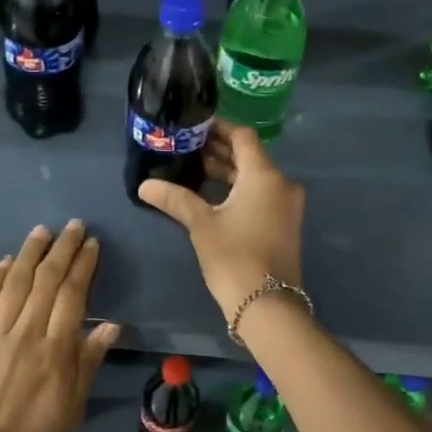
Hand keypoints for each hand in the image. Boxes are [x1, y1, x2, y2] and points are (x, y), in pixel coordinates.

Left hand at [0, 220, 119, 431]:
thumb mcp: (71, 409)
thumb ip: (88, 363)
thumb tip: (110, 325)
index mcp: (55, 351)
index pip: (72, 295)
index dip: (82, 266)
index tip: (90, 244)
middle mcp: (25, 333)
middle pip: (46, 281)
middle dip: (61, 249)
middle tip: (72, 226)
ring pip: (15, 283)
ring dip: (30, 253)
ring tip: (42, 231)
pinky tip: (6, 262)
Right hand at [137, 124, 305, 317]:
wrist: (267, 304)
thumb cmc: (234, 256)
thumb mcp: (201, 224)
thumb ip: (175, 199)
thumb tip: (145, 185)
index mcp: (264, 175)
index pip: (242, 136)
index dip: (219, 128)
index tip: (194, 126)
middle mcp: (281, 184)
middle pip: (249, 156)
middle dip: (220, 150)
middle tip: (187, 146)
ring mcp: (286, 206)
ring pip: (255, 177)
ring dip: (228, 172)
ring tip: (194, 169)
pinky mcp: (284, 224)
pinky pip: (261, 195)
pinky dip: (239, 190)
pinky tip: (212, 196)